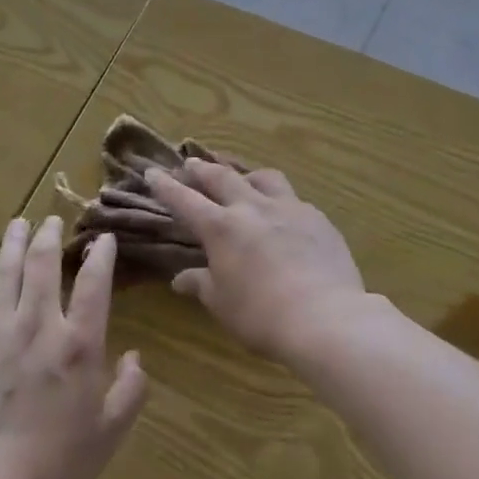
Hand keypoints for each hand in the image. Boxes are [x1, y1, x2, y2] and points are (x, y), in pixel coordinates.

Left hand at [0, 217, 147, 478]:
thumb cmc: (53, 467)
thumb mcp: (107, 435)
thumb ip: (129, 392)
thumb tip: (136, 357)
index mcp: (78, 344)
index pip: (94, 284)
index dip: (100, 255)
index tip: (102, 238)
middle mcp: (37, 326)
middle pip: (42, 266)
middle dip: (49, 236)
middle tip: (50, 219)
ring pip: (4, 275)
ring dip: (12, 245)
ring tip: (17, 224)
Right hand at [144, 162, 367, 361]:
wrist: (325, 317)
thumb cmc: (262, 316)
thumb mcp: (222, 304)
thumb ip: (201, 284)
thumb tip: (180, 279)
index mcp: (222, 228)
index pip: (185, 200)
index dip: (166, 186)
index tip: (152, 172)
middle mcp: (252, 208)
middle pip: (222, 177)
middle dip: (203, 169)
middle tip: (192, 162)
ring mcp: (289, 208)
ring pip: (264, 177)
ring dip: (247, 174)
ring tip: (243, 177)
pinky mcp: (318, 218)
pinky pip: (294, 199)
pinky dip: (280, 200)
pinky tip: (285, 213)